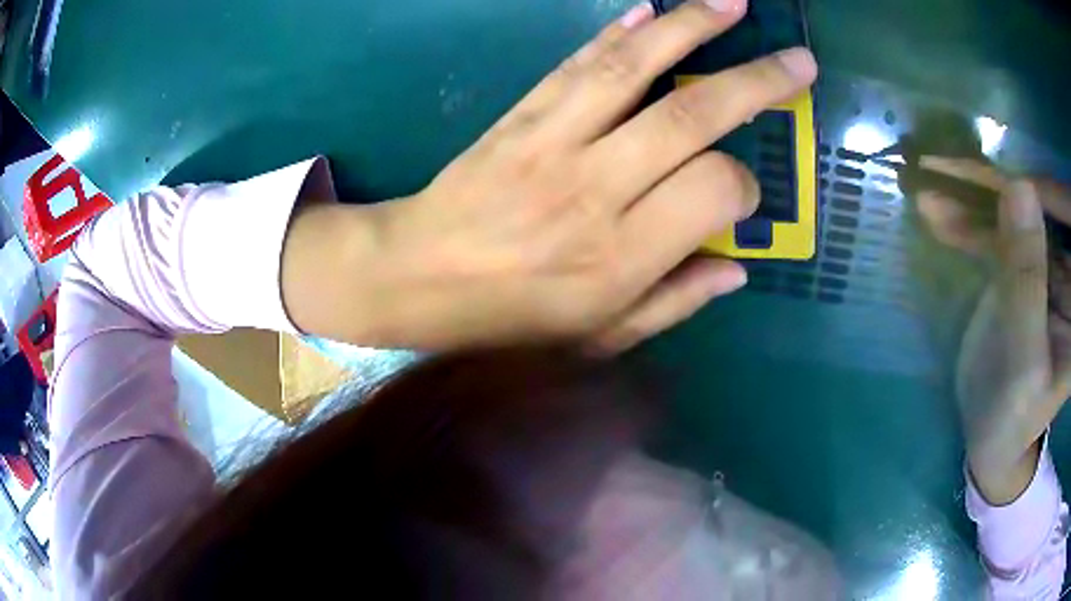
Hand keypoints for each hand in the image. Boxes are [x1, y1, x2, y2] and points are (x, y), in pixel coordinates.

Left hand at [282, 0, 817, 352]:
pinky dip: (618, 32)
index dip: (745, 189)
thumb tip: (738, 267)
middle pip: (691, 115)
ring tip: (733, 3)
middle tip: (799, 62)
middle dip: (756, 82)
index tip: (743, 193)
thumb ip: (675, 301)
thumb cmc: (510, 321)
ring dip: (690, 27)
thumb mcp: (599, 336)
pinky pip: (578, 63)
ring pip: (635, 68)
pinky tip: (651, 10)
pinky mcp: (521, 115)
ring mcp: (553, 140)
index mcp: (621, 256)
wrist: (416, 278)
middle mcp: (595, 187)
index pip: (715, 192)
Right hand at [916, 159, 1070, 503]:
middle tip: (949, 168)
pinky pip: (999, 231)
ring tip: (931, 186)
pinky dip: (968, 219)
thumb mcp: (1024, 358)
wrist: (993, 438)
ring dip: (974, 198)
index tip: (996, 170)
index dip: (1038, 187)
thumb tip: (1019, 186)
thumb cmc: (1013, 416)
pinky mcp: (1023, 267)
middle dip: (997, 184)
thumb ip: (1027, 279)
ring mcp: (1045, 265)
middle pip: (1040, 206)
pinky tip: (938, 212)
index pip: (1068, 220)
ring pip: (1015, 212)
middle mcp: (1067, 270)